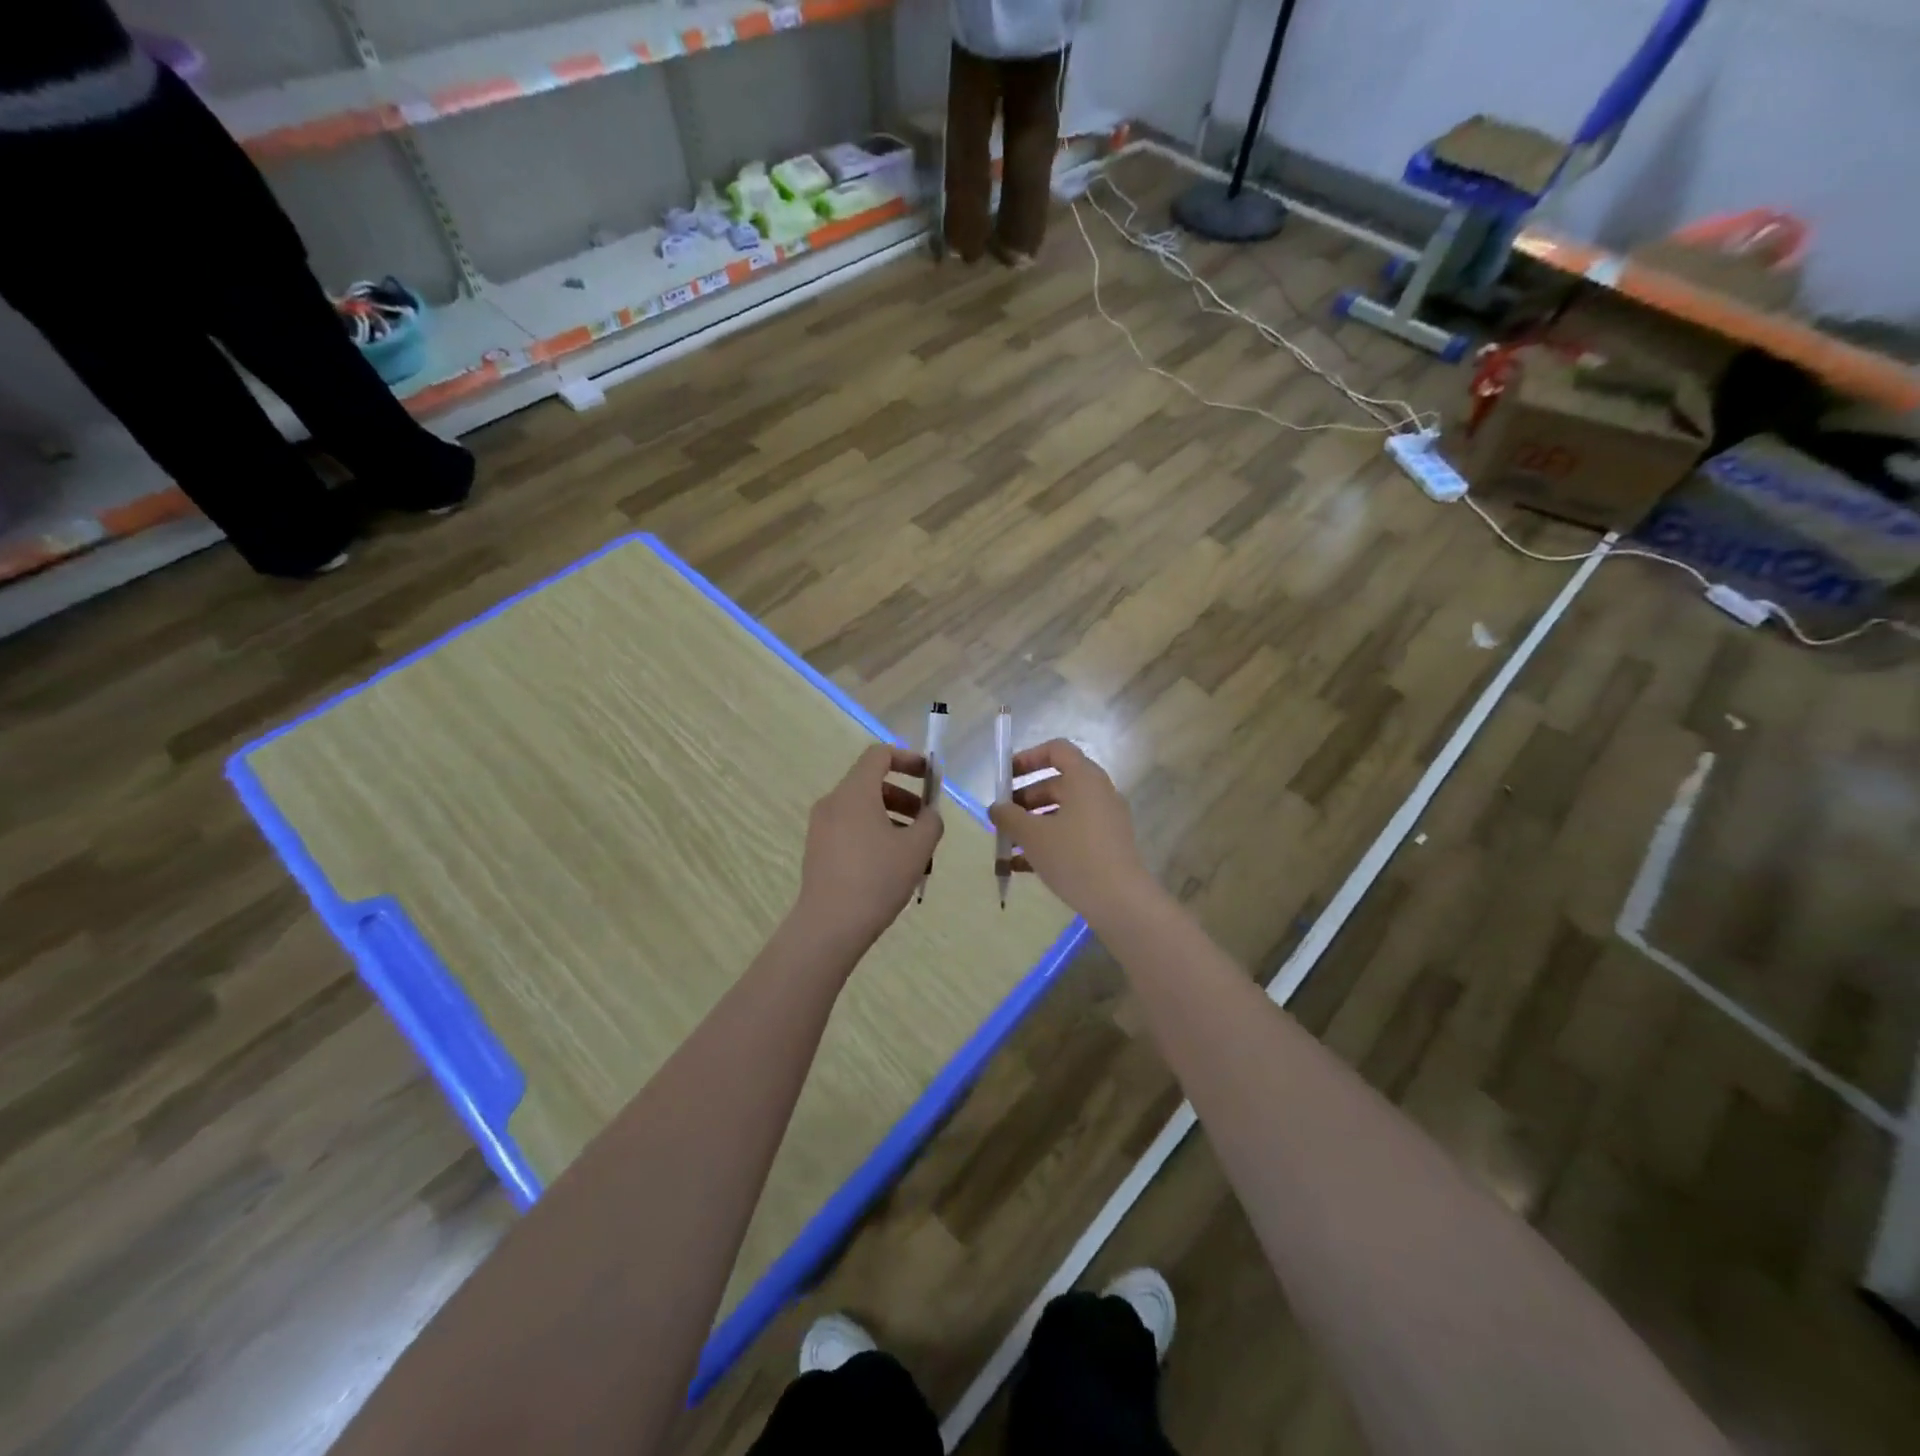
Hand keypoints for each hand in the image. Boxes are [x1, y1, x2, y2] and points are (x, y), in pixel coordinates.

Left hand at [793, 744, 943, 955]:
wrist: (830, 926)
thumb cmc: (877, 878)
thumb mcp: (917, 848)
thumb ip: (931, 822)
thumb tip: (929, 815)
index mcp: (854, 792)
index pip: (879, 755)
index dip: (908, 758)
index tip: (930, 776)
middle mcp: (833, 802)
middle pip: (872, 784)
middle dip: (905, 797)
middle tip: (927, 823)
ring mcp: (821, 827)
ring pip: (863, 810)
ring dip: (893, 820)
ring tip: (916, 853)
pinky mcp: (818, 851)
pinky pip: (851, 830)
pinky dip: (875, 836)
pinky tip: (893, 868)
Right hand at [988, 739, 1158, 923]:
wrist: (1120, 901)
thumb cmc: (1073, 856)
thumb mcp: (1032, 835)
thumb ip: (1008, 816)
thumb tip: (996, 808)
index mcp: (1084, 778)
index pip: (1056, 750)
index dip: (1028, 758)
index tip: (1005, 777)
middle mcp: (1099, 793)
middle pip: (1056, 783)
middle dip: (1024, 799)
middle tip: (1001, 819)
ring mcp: (1106, 820)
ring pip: (1062, 812)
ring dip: (1033, 824)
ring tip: (1007, 846)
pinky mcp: (1108, 845)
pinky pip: (1072, 834)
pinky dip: (1049, 842)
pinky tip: (1021, 867)